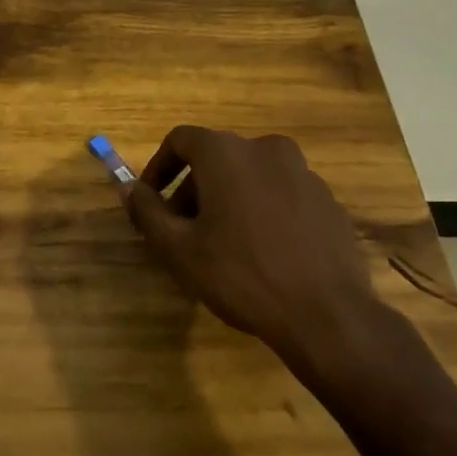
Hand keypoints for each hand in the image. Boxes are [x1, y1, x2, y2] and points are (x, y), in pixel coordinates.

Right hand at [124, 126, 384, 365]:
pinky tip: (263, 252)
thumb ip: (147, 212)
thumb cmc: (241, 275)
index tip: (151, 202)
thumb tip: (128, 188)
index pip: (180, 140)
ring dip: (229, 199)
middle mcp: (265, 149)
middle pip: (216, 157)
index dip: (159, 168)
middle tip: (183, 231)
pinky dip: (263, 210)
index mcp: (226, 152)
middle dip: (193, 189)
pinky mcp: (328, 200)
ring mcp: (303, 173)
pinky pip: (282, 194)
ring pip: (251, 175)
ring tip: (222, 244)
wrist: (327, 315)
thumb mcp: (179, 249)